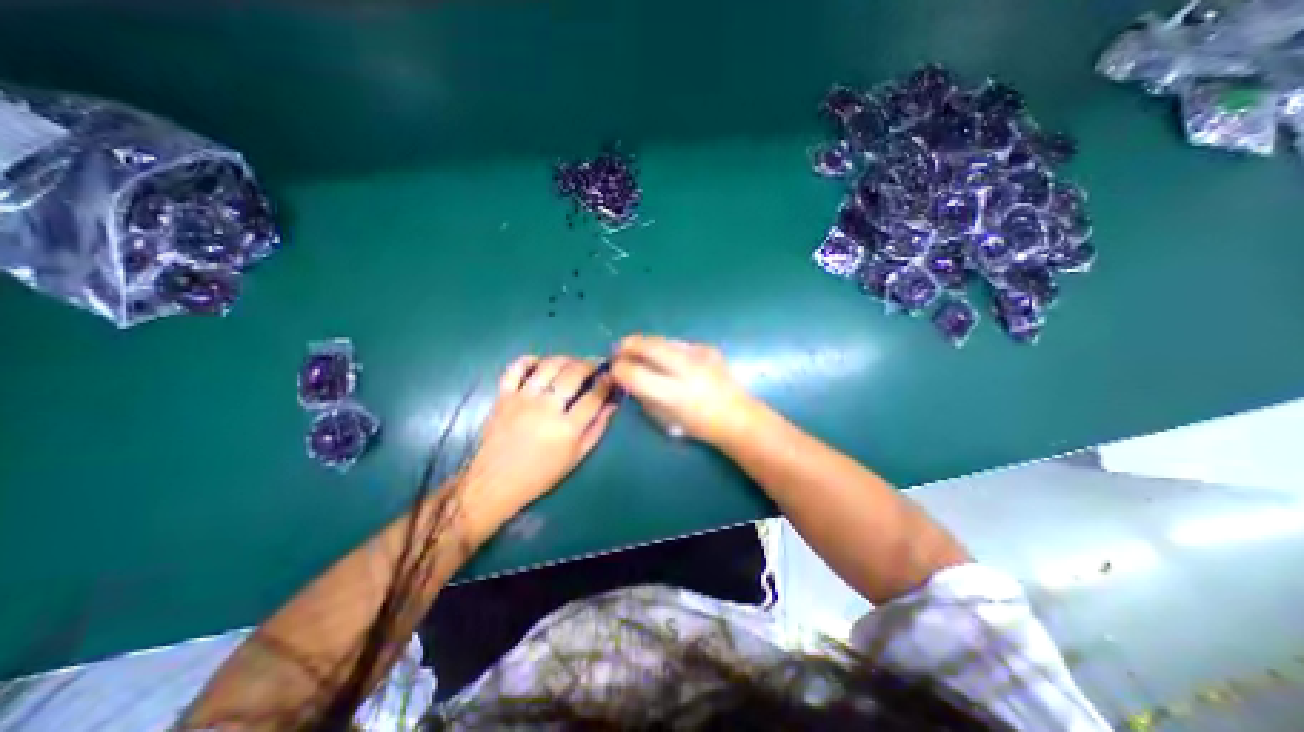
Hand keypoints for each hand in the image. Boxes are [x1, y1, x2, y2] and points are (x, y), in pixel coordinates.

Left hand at [462, 357, 617, 539]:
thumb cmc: (541, 474)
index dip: (606, 382)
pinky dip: (530, 360)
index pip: (594, 396)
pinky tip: (540, 363)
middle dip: (590, 364)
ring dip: (566, 359)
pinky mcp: (503, 396)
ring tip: (573, 362)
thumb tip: (612, 404)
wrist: (495, 482)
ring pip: (549, 365)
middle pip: (574, 374)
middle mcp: (547, 408)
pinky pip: (516, 368)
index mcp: (567, 428)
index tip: (610, 376)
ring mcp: (523, 399)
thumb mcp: (577, 457)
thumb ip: (597, 428)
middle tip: (595, 364)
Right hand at [616, 334, 766, 442]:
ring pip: (661, 339)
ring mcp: (700, 355)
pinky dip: (666, 349)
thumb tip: (625, 376)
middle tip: (619, 350)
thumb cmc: (698, 425)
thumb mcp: (663, 418)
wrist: (737, 416)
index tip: (613, 369)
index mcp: (674, 394)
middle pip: (647, 346)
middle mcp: (687, 370)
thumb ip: (642, 395)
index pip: (634, 373)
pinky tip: (668, 358)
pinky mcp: (708, 348)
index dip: (618, 369)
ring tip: (639, 352)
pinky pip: (677, 344)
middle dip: (627, 345)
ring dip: (645, 344)